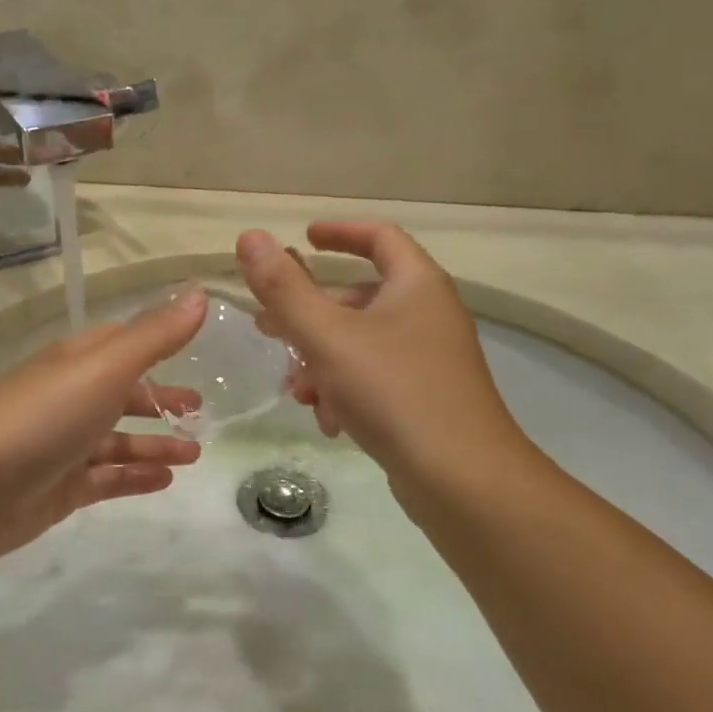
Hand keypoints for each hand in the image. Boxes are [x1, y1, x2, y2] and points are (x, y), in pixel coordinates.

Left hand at [0, 291, 207, 561]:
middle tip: (199, 411)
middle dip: (159, 400)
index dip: (156, 344)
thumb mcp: (103, 368)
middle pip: (121, 394)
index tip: (194, 352)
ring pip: (118, 441)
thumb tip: (200, 293)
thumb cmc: (40, 418)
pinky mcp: (59, 488)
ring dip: (155, 443)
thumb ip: (154, 336)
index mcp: (75, 362)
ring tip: (195, 452)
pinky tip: (166, 480)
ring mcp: (62, 446)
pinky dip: (135, 477)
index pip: (120, 343)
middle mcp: (68, 399)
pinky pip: (106, 479)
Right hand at [235, 223, 534, 502]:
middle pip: (360, 296)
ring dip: (320, 361)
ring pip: (360, 344)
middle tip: (269, 327)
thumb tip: (250, 237)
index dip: (338, 233)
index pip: (379, 237)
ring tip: (297, 391)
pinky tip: (328, 421)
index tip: (302, 239)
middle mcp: (428, 314)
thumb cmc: (393, 392)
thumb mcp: (327, 336)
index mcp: (416, 285)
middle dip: (309, 314)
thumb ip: (284, 288)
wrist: (462, 479)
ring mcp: (430, 359)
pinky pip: (374, 379)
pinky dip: (344, 390)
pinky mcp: (425, 398)